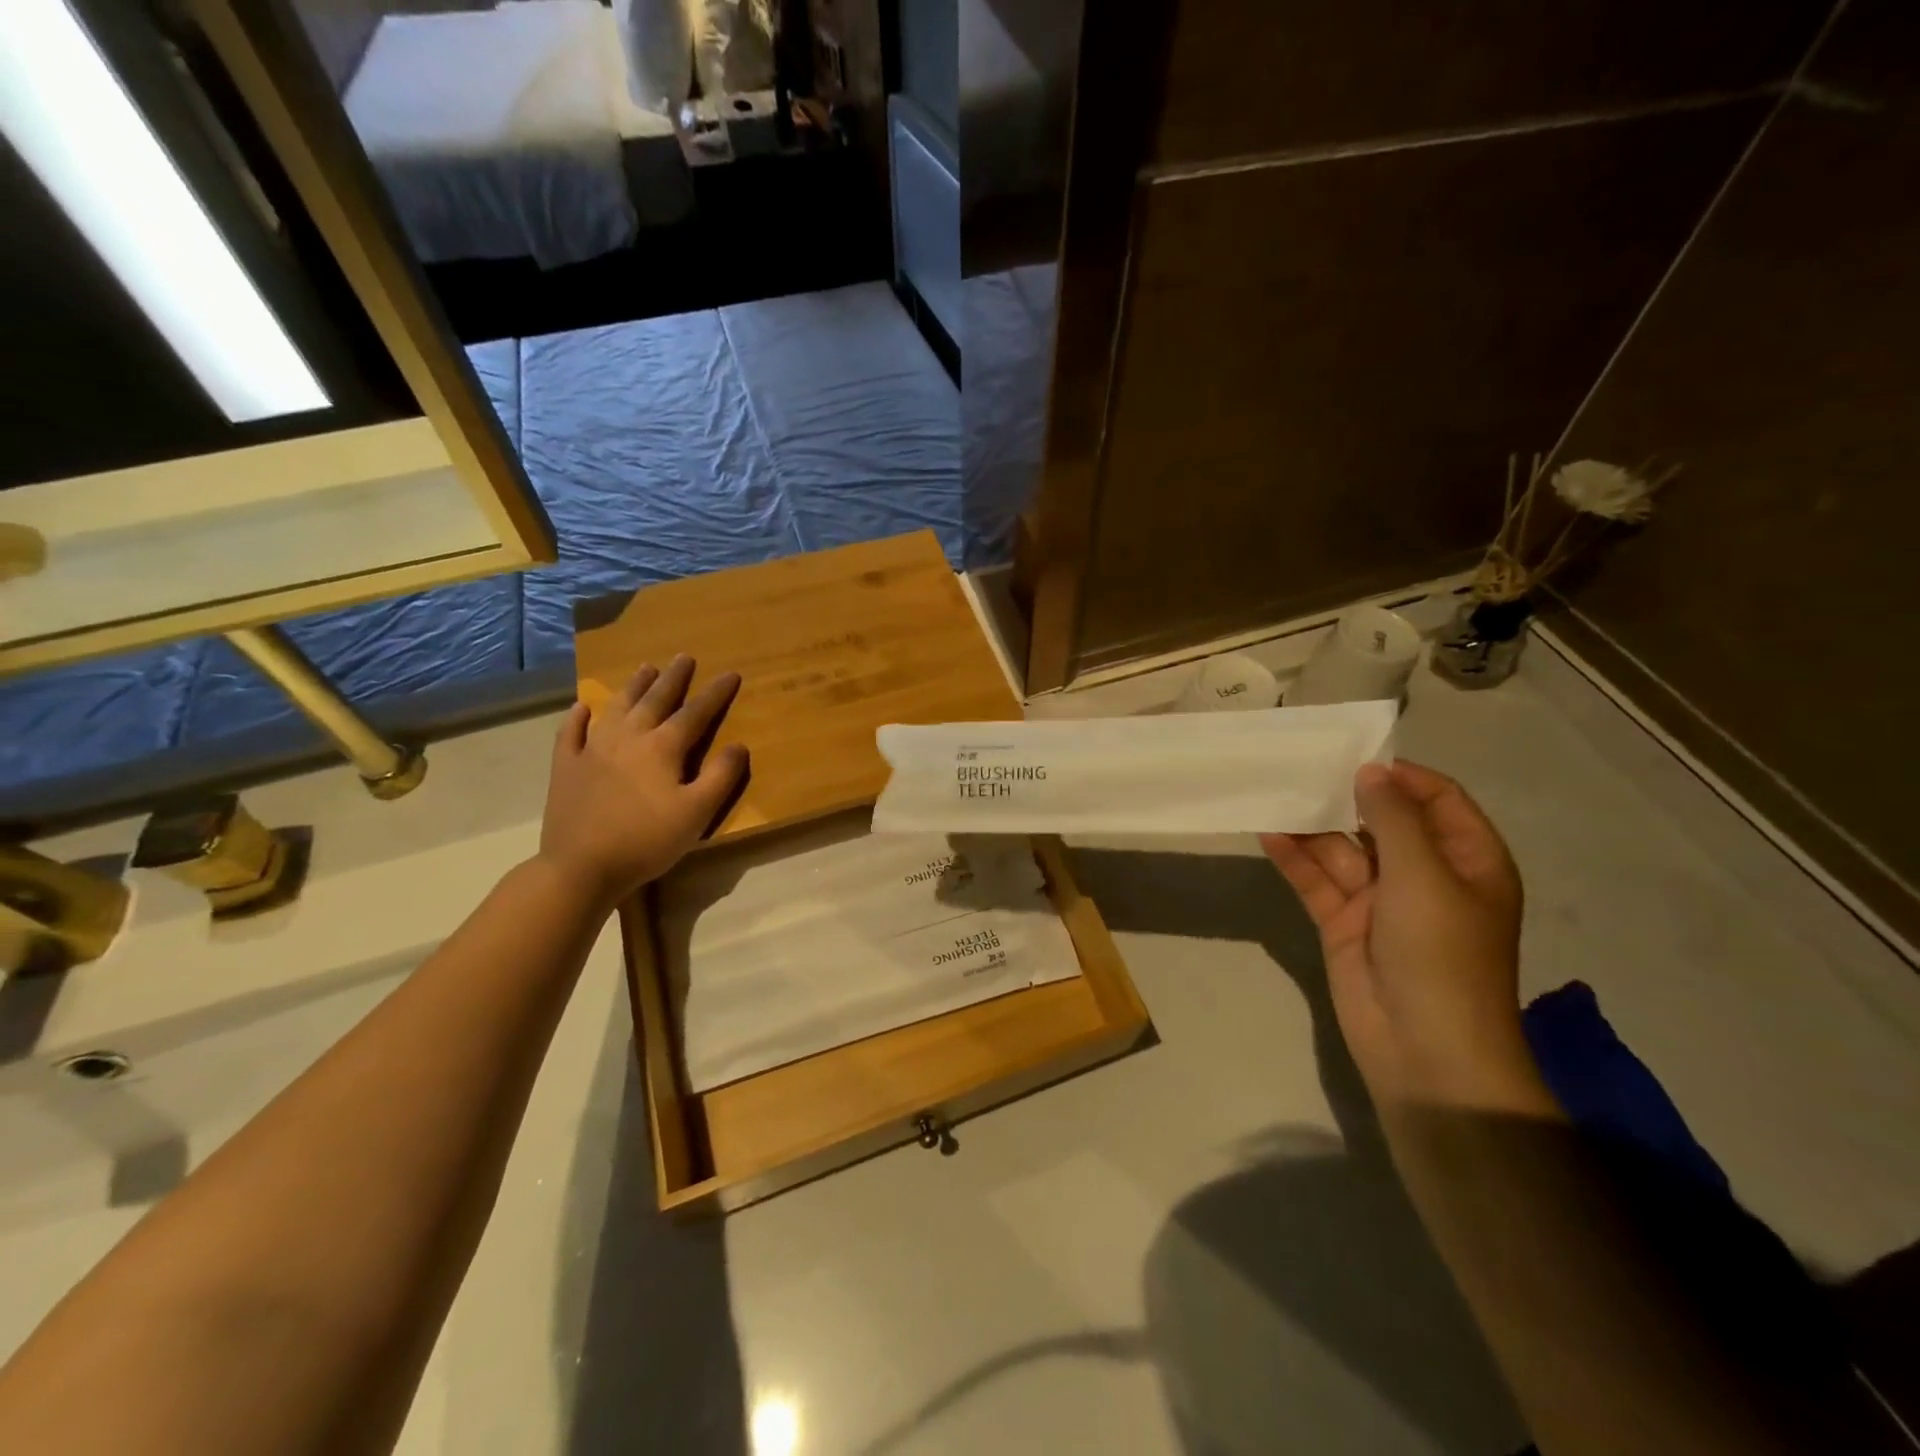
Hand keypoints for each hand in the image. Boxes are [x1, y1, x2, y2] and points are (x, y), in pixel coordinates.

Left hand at [539, 655, 748, 905]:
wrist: (581, 867)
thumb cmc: (647, 840)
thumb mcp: (697, 813)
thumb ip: (720, 777)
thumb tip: (738, 745)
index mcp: (662, 748)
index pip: (695, 713)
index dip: (715, 693)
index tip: (730, 674)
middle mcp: (628, 738)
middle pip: (654, 700)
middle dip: (673, 678)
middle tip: (683, 657)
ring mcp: (593, 749)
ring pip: (617, 708)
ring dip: (633, 686)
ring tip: (645, 668)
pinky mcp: (567, 767)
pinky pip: (571, 733)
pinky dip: (578, 717)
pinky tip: (582, 707)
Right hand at [1262, 761, 1554, 1115]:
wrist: (1423, 1049)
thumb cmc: (1440, 953)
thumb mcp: (1424, 875)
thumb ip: (1393, 818)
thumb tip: (1369, 773)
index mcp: (1467, 860)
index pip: (1438, 800)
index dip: (1400, 777)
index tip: (1354, 758)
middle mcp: (1425, 875)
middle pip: (1382, 822)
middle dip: (1346, 797)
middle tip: (1300, 767)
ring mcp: (1381, 901)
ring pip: (1342, 850)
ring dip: (1312, 826)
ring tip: (1274, 793)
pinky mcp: (1343, 924)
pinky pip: (1317, 882)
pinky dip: (1295, 859)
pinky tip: (1267, 834)